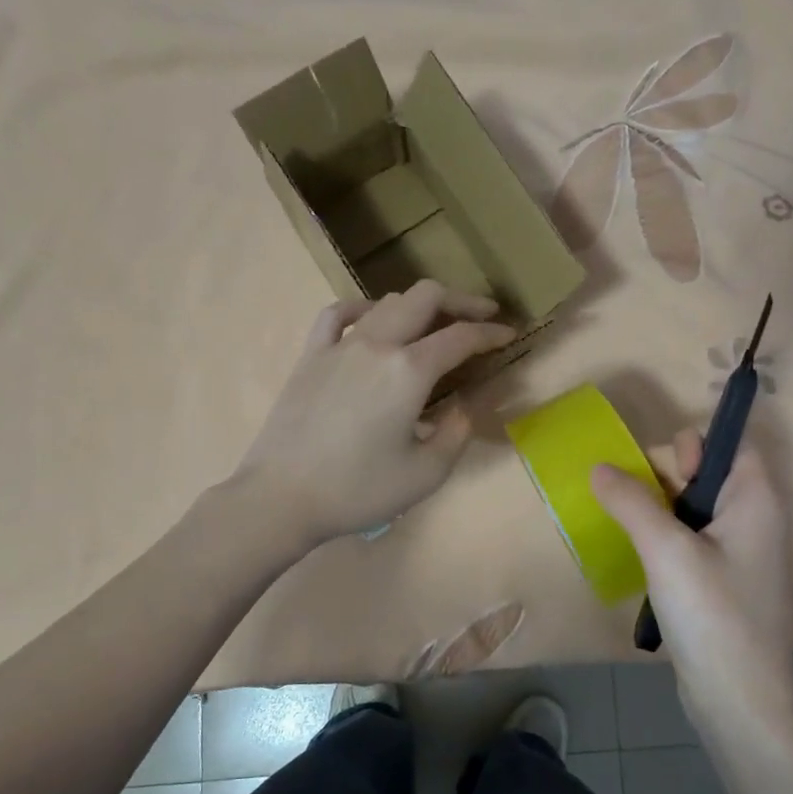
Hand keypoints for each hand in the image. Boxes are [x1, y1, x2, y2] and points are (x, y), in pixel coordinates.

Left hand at [233, 281, 515, 546]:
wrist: (282, 496)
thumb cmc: (358, 490)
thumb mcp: (426, 473)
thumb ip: (457, 432)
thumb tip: (467, 403)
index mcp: (409, 371)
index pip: (461, 337)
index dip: (491, 333)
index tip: (510, 335)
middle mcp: (377, 344)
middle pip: (425, 298)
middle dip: (461, 301)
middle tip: (482, 315)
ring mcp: (340, 346)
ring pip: (387, 302)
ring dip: (419, 305)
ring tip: (435, 324)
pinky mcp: (311, 356)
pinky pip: (338, 314)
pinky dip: (363, 308)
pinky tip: (373, 319)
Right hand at [591, 432, 792, 733]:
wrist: (737, 699)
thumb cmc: (711, 614)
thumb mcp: (665, 549)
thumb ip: (632, 501)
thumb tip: (599, 467)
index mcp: (755, 499)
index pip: (732, 444)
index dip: (694, 445)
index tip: (660, 472)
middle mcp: (753, 518)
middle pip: (707, 472)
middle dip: (665, 478)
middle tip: (634, 507)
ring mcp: (738, 552)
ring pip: (692, 508)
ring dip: (657, 510)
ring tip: (628, 528)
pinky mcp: (720, 581)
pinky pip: (690, 540)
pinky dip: (663, 538)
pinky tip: (640, 556)